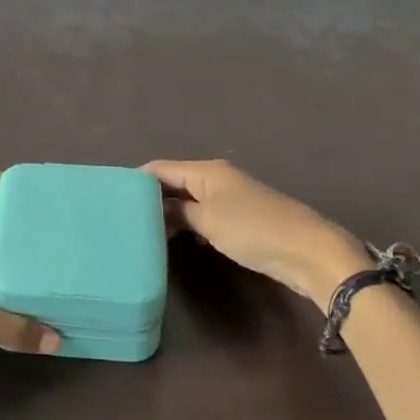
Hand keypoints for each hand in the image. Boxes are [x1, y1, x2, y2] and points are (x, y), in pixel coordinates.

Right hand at [143, 159, 367, 309]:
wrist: (308, 251)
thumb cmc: (253, 229)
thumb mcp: (207, 221)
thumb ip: (177, 213)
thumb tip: (156, 211)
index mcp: (206, 171)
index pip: (160, 168)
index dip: (136, 180)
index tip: (111, 197)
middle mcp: (217, 178)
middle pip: (175, 182)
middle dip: (152, 198)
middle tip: (125, 220)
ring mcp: (231, 199)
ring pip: (190, 201)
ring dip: (171, 214)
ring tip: (145, 232)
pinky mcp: (242, 220)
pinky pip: (205, 216)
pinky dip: (189, 225)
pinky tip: (178, 241)